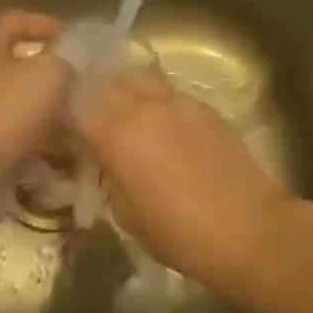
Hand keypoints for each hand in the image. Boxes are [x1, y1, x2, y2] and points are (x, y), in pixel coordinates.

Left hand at [0, 11, 71, 222]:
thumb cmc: (6, 112)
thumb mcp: (47, 74)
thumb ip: (64, 66)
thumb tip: (66, 74)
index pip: (11, 23)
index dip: (38, 22)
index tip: (64, 32)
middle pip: (20, 71)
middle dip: (53, 79)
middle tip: (85, 87)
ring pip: (26, 113)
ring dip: (54, 120)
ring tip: (85, 129)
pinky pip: (24, 149)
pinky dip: (47, 155)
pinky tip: (71, 163)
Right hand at [77, 68, 292, 289]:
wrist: (250, 230)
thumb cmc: (179, 233)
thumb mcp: (126, 212)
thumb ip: (106, 175)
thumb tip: (101, 161)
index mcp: (116, 131)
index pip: (74, 104)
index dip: (63, 116)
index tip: (62, 131)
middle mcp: (142, 105)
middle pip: (105, 81)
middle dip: (92, 96)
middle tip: (90, 120)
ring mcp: (176, 100)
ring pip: (137, 79)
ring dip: (124, 92)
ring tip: (125, 118)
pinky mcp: (203, 106)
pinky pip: (167, 93)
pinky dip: (154, 102)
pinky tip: (162, 129)